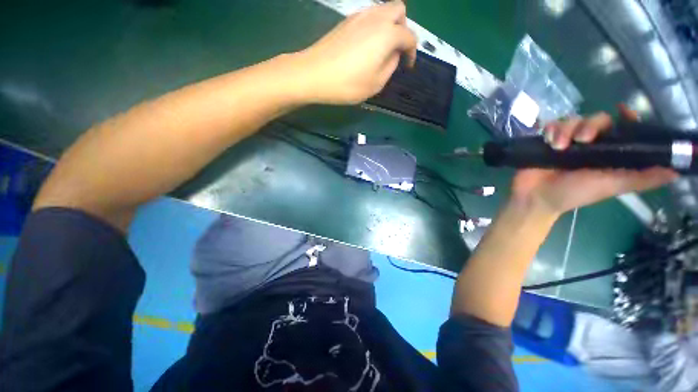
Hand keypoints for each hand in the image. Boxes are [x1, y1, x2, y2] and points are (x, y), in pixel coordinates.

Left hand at [293, 1, 416, 104]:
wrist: (314, 74)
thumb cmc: (347, 83)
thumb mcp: (376, 84)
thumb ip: (390, 66)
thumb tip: (393, 54)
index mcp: (387, 34)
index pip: (409, 36)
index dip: (412, 52)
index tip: (407, 66)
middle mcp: (376, 17)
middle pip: (399, 10)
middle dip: (403, 28)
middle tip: (396, 50)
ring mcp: (359, 16)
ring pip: (382, 10)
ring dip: (388, 26)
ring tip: (381, 49)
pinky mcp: (346, 21)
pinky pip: (368, 16)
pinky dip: (374, 27)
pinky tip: (366, 45)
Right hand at [511, 107, 677, 214]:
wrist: (536, 197)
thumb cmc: (575, 193)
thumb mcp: (612, 186)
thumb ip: (642, 178)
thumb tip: (677, 171)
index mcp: (608, 152)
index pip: (622, 128)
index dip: (626, 117)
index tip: (623, 110)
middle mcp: (590, 144)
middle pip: (597, 119)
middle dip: (591, 125)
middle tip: (583, 139)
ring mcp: (567, 142)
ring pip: (573, 119)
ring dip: (567, 129)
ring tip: (558, 145)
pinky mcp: (547, 141)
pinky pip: (552, 124)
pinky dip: (551, 128)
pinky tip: (548, 140)